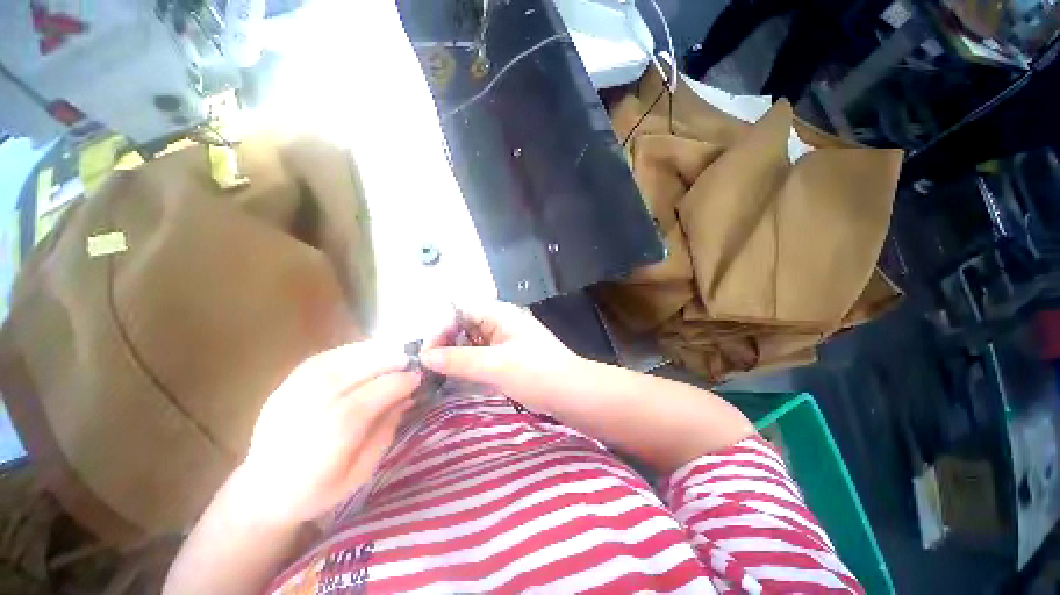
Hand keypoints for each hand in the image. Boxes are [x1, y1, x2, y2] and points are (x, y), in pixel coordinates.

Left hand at [237, 341, 420, 525]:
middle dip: (388, 362)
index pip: (366, 401)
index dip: (397, 384)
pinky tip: (370, 352)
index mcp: (325, 442)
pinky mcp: (285, 384)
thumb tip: (406, 397)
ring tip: (395, 352)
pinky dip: (352, 351)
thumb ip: (384, 431)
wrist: (263, 489)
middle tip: (411, 360)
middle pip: (351, 374)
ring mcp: (290, 395)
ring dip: (373, 352)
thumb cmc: (318, 489)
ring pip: (338, 361)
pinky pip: (325, 358)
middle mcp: (305, 412)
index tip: (418, 378)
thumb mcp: (361, 472)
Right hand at [420, 301, 584, 411]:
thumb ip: (458, 360)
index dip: (440, 328)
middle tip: (427, 368)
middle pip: (464, 326)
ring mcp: (506, 341)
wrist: (574, 394)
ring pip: (472, 343)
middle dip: (445, 343)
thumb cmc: (537, 373)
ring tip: (436, 375)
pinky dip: (468, 365)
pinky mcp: (509, 358)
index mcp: (500, 314)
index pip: (460, 311)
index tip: (426, 355)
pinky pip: (482, 356)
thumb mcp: (496, 366)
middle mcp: (501, 323)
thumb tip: (425, 356)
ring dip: (455, 356)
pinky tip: (456, 378)